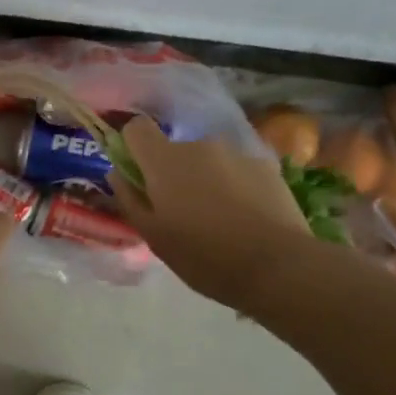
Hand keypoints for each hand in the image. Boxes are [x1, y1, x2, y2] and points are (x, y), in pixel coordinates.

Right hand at [110, 116, 309, 307]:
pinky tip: (247, 218)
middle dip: (174, 174)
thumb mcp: (154, 237)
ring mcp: (237, 152)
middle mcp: (200, 145)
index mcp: (165, 161)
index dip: (133, 146)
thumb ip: (130, 199)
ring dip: (207, 180)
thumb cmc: (204, 256)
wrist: (277, 265)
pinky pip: (238, 170)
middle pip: (176, 150)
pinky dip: (236, 186)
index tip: (138, 174)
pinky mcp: (267, 165)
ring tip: (220, 219)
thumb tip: (118, 173)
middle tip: (183, 213)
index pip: (137, 128)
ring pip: (209, 161)